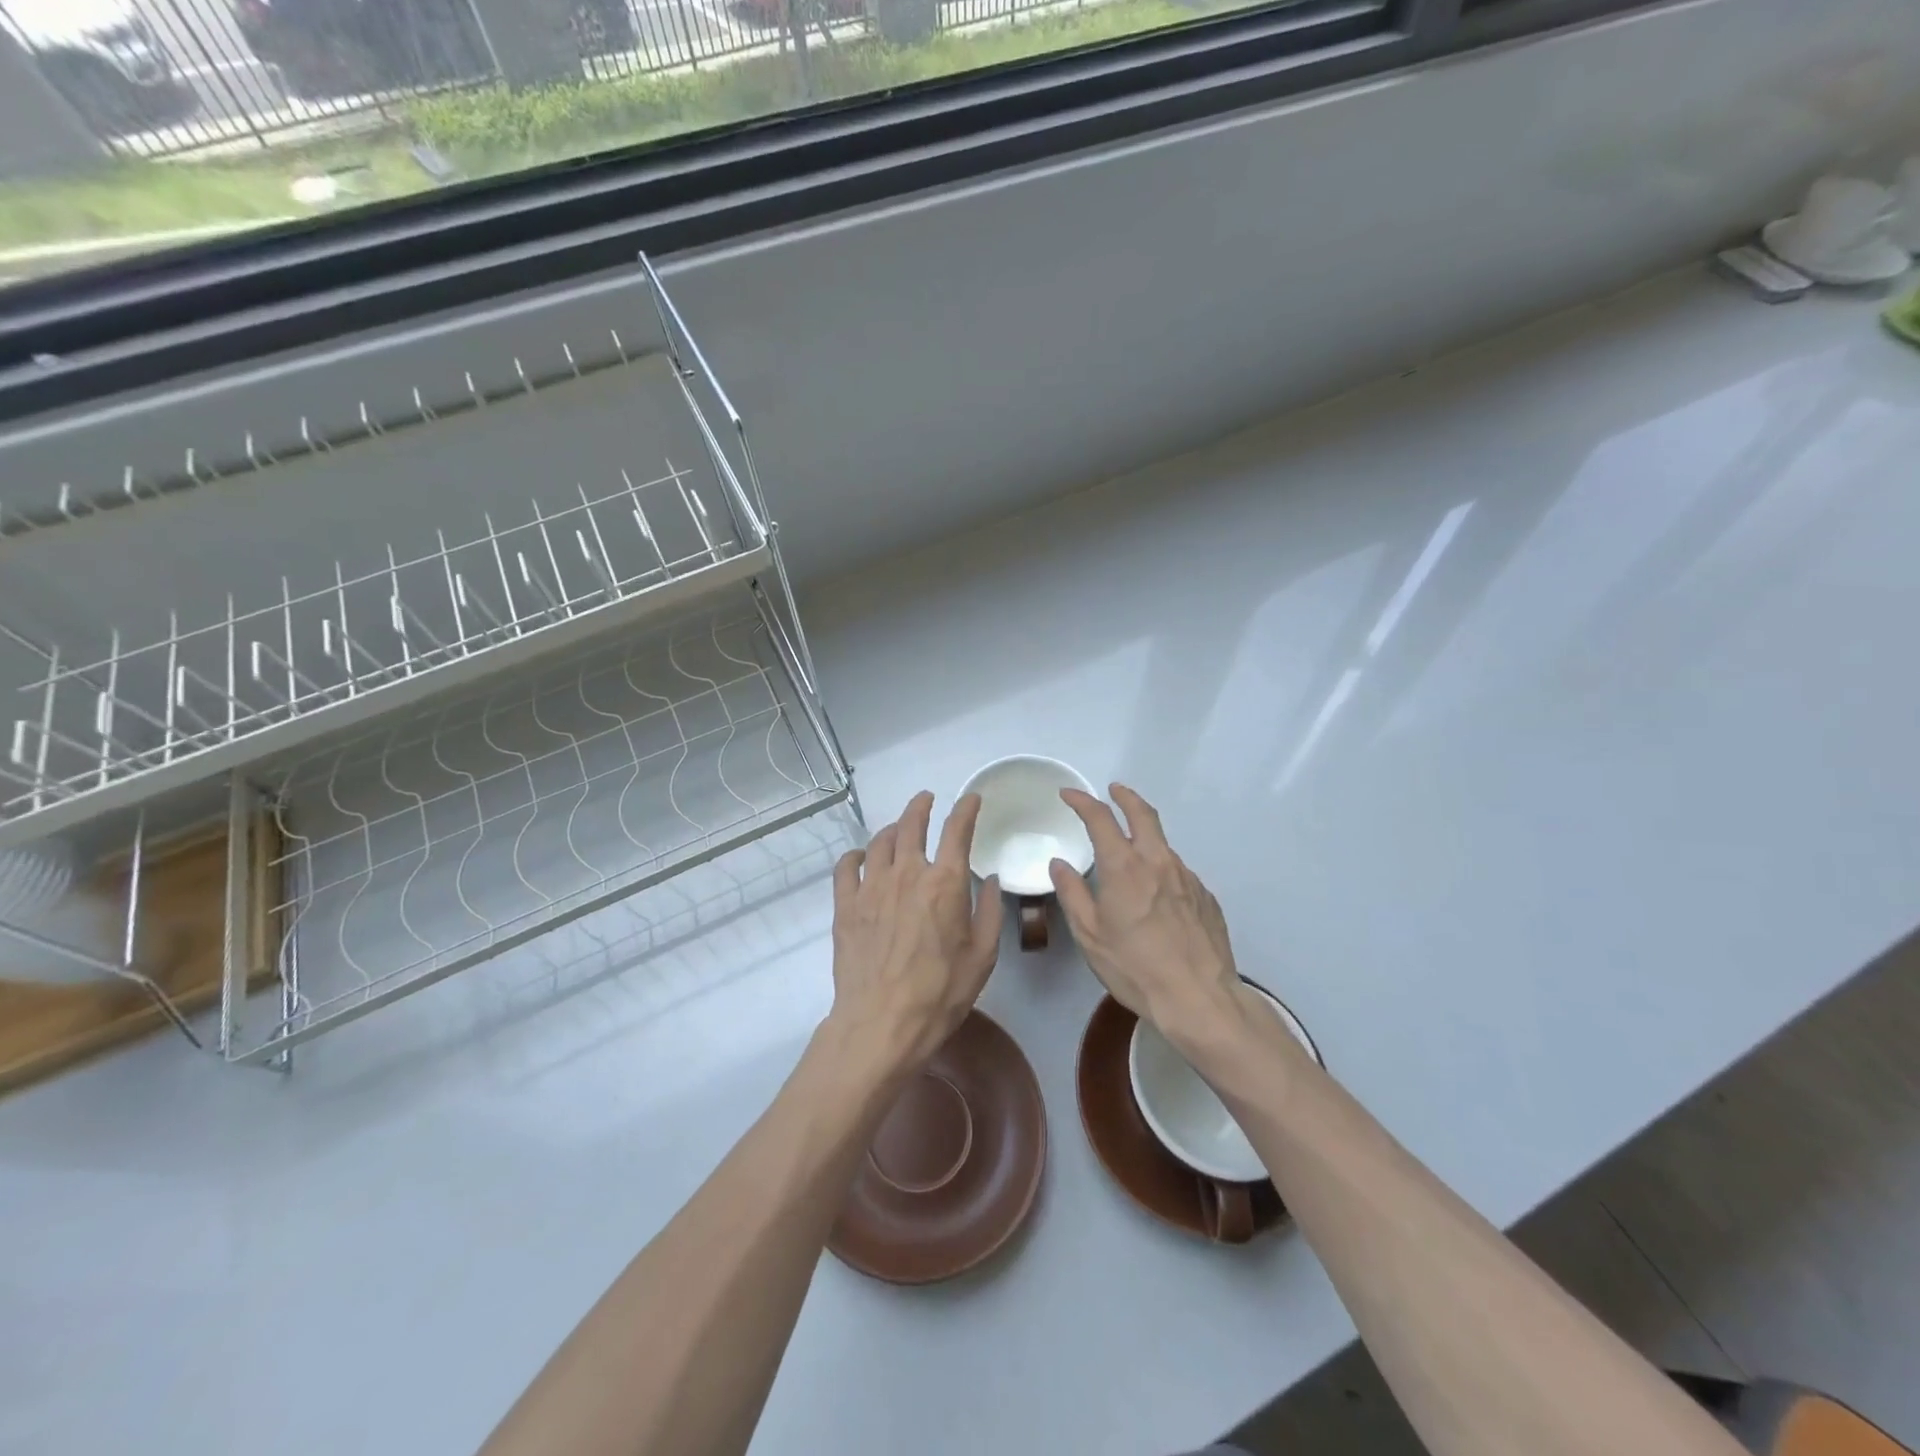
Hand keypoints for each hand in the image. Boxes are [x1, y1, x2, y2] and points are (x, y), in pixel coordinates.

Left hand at [829, 791, 1002, 1071]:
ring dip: (892, 829)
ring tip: (898, 830)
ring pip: (880, 841)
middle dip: (921, 806)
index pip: (957, 831)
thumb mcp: (983, 956)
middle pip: (911, 825)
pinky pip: (846, 866)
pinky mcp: (845, 905)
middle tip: (926, 799)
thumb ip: (991, 912)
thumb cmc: (940, 993)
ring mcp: (871, 887)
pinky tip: (860, 857)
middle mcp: (907, 874)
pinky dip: (856, 855)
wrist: (881, 1024)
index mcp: (945, 883)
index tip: (970, 799)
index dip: (965, 809)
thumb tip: (991, 881)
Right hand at [1049, 784, 1246, 1048]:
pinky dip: (1162, 870)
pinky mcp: (1206, 896)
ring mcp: (1187, 877)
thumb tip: (1059, 864)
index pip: (1101, 819)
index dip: (1083, 801)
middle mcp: (1158, 862)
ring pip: (1163, 845)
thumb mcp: (1090, 935)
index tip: (1069, 795)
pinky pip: (1179, 873)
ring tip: (1132, 855)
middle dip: (1125, 796)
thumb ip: (1072, 894)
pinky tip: (1157, 896)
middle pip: (1143, 814)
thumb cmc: (1135, 968)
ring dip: (1145, 839)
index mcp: (1124, 867)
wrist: (1199, 999)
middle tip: (1114, 790)